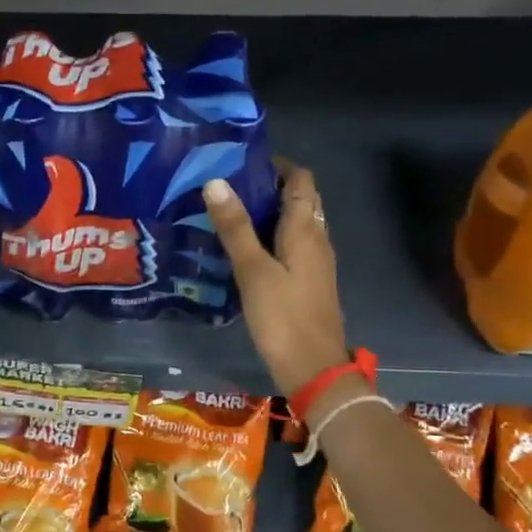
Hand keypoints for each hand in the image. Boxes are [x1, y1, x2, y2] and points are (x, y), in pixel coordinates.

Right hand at [203, 160, 350, 396]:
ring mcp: (315, 263)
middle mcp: (316, 239)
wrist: (313, 369)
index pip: (300, 180)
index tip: (242, 161)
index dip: (277, 165)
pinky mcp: (308, 283)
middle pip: (300, 200)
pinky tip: (244, 250)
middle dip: (269, 187)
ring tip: (229, 212)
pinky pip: (292, 246)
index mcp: (306, 230)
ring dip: (269, 213)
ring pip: (296, 224)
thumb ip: (235, 227)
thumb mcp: (252, 270)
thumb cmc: (283, 317)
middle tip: (228, 186)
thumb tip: (215, 181)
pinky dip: (271, 237)